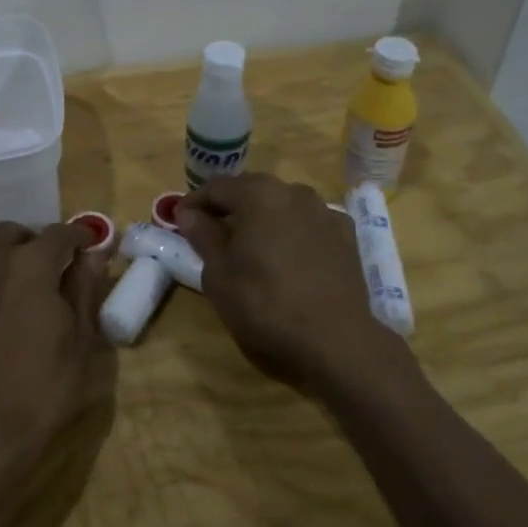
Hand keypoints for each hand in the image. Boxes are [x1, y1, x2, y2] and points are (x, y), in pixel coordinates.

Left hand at [0, 222, 110, 471]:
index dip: (78, 235)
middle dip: (31, 240)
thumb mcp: (81, 341)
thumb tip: (94, 255)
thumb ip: (85, 290)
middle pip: (10, 232)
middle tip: (47, 264)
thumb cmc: (45, 388)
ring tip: (5, 278)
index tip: (88, 244)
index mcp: (32, 266)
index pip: (59, 233)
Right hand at [176, 173, 405, 399]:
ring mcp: (325, 212)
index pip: (217, 186)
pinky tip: (288, 257)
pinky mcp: (347, 235)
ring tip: (251, 246)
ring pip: (283, 205)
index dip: (195, 202)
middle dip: (230, 207)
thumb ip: (203, 236)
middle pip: (252, 190)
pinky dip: (292, 232)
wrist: (335, 340)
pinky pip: (309, 224)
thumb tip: (189, 213)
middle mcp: (294, 192)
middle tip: (212, 232)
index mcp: (258, 195)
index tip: (181, 221)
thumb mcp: (219, 275)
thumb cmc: (265, 305)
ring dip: (263, 218)